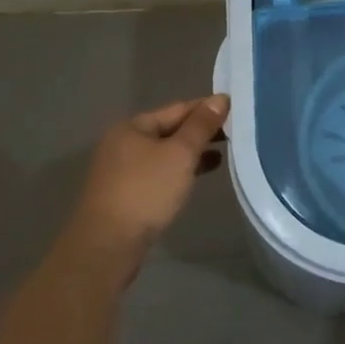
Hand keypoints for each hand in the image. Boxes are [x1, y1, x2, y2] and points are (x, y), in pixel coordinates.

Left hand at [62, 94, 229, 276]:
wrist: (108, 245)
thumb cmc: (146, 191)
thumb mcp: (180, 153)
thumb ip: (201, 125)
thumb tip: (220, 98)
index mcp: (133, 127)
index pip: (178, 108)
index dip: (207, 108)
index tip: (236, 110)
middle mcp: (123, 143)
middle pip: (170, 130)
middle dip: (201, 132)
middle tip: (235, 133)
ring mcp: (122, 170)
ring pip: (165, 153)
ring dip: (193, 152)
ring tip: (224, 154)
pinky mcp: (126, 194)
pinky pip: (159, 172)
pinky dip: (180, 170)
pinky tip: (199, 176)